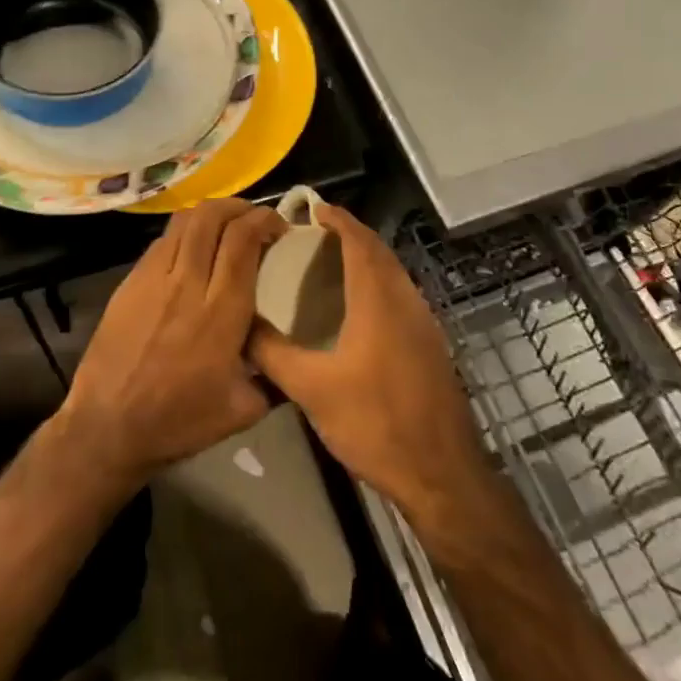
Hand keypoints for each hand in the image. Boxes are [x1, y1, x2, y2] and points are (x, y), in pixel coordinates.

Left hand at [58, 199, 285, 493]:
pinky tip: (192, 249)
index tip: (278, 226)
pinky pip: (162, 241)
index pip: (243, 241)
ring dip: (211, 213)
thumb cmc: (179, 422)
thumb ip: (274, 376)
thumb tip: (291, 354)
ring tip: (225, 224)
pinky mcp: (130, 282)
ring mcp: (154, 278)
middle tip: (254, 218)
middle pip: (213, 218)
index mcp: (221, 311)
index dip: (264, 221)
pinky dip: (184, 232)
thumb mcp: (243, 410)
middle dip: (239, 206)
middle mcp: (188, 283)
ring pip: (184, 221)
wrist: (108, 427)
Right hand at [248, 204, 492, 523]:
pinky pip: (400, 294)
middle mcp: (405, 300)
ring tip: (330, 264)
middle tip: (314, 234)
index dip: (337, 219)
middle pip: (378, 251)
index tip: (313, 207)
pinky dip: (378, 283)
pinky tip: (357, 309)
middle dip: (349, 234)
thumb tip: (238, 326)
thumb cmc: (375, 423)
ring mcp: (424, 322)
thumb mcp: (312, 390)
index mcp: (378, 299)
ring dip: (366, 258)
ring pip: (393, 273)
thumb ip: (273, 353)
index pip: (359, 241)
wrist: (441, 473)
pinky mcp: (430, 344)